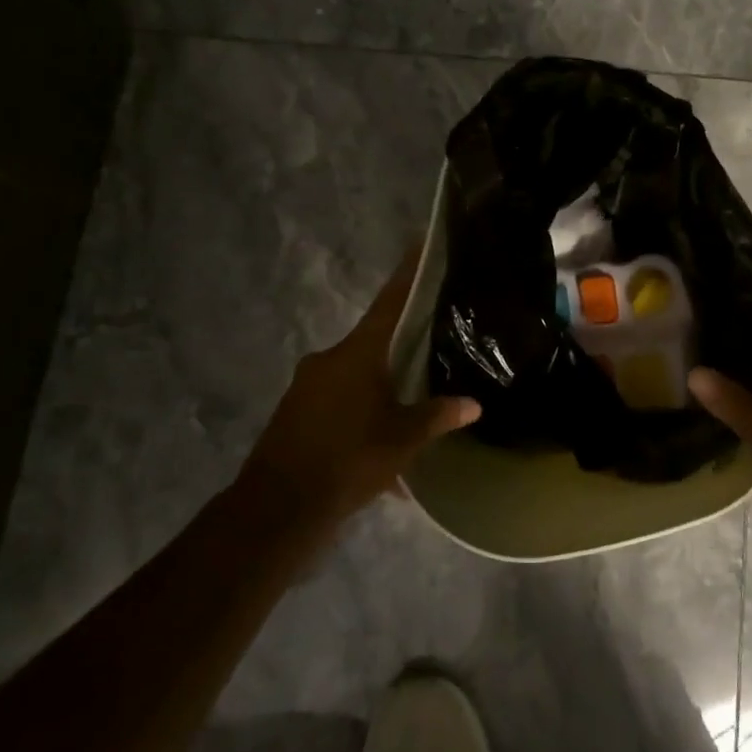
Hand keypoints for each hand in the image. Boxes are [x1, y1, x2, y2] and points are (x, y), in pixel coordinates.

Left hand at [236, 250, 479, 529]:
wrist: (278, 506)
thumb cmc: (349, 461)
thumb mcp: (402, 440)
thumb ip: (437, 416)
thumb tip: (473, 404)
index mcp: (357, 354)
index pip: (389, 303)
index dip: (407, 274)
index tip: (418, 244)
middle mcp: (329, 359)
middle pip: (372, 341)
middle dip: (398, 347)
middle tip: (428, 349)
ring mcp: (307, 384)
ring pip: (353, 375)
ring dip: (377, 388)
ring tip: (405, 410)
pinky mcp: (295, 410)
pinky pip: (335, 400)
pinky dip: (357, 413)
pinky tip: (375, 444)